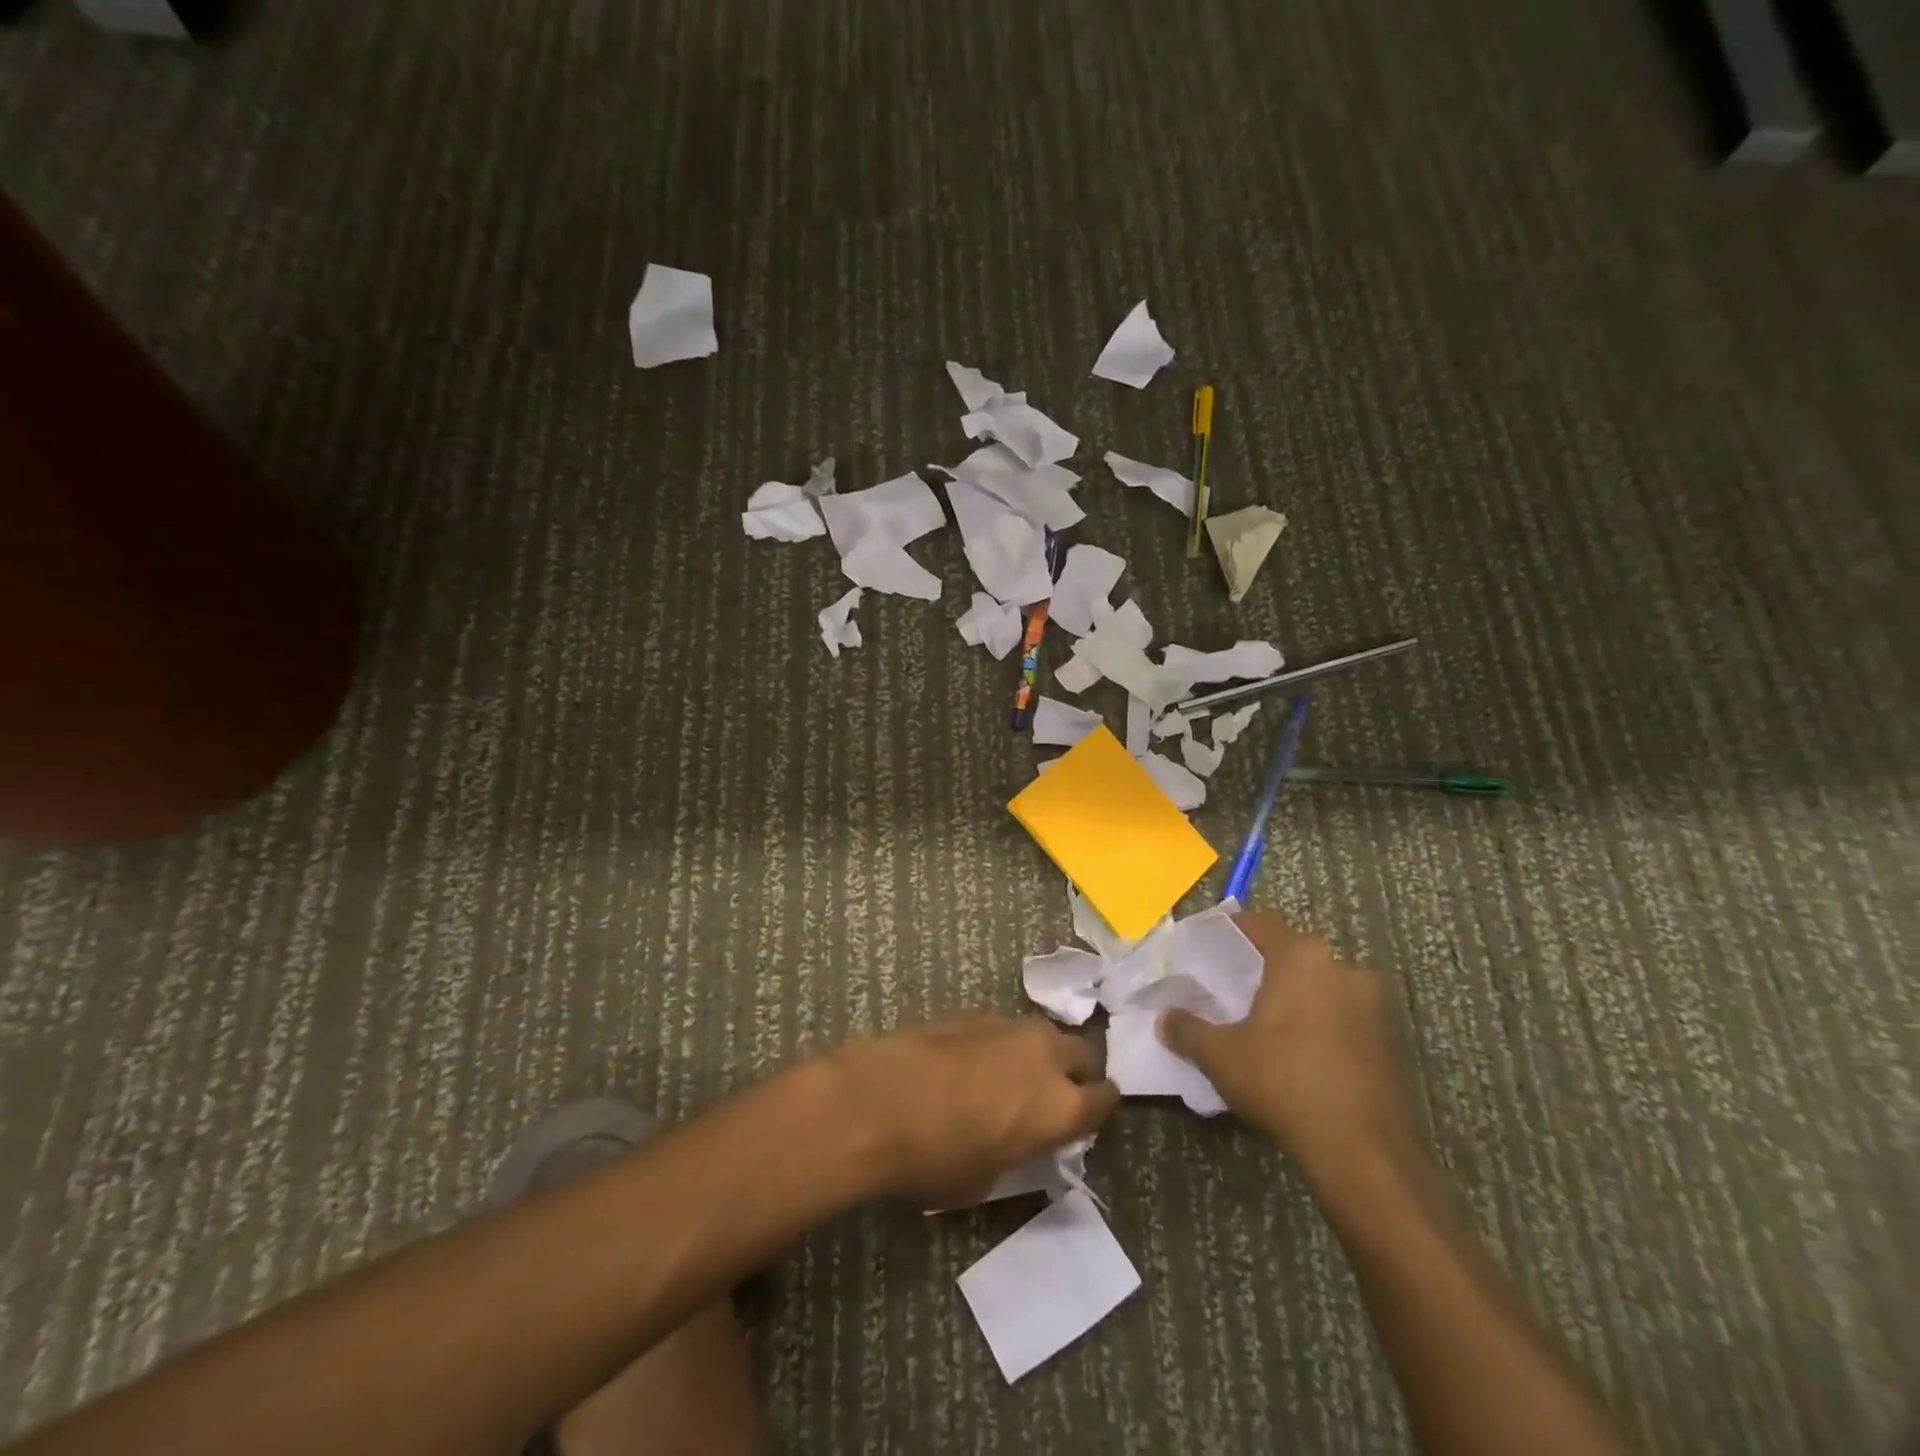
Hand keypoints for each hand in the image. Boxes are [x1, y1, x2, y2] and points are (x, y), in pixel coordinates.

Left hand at [825, 1014, 1119, 1206]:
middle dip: (1076, 1072)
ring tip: (1013, 1075)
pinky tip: (971, 1061)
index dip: (1099, 1107)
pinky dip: (1000, 1043)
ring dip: (1038, 1053)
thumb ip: (1019, 1149)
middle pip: (1082, 1053)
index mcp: (1059, 1105)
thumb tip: (1020, 1135)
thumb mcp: (988, 1178)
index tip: (1089, 1115)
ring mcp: (1008, 1026)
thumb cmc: (935, 1159)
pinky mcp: (972, 1012)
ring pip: (1042, 1034)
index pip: (1104, 1099)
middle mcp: (1044, 1056)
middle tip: (1055, 1093)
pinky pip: (1003, 1027)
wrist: (876, 1102)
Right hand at [1158, 912, 1412, 1180]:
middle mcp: (1342, 969)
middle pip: (1293, 953)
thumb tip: (1165, 1019)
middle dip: (1262, 966)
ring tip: (1261, 1020)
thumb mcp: (1221, 1056)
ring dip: (1294, 996)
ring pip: (1320, 986)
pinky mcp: (1388, 1042)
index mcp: (1302, 958)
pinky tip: (1295, 1051)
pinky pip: (1341, 1016)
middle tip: (1230, 985)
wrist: (1363, 1152)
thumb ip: (1188, 1030)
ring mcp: (1371, 1006)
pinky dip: (1318, 1023)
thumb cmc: (1284, 1082)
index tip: (1207, 945)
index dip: (1230, 930)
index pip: (1260, 923)